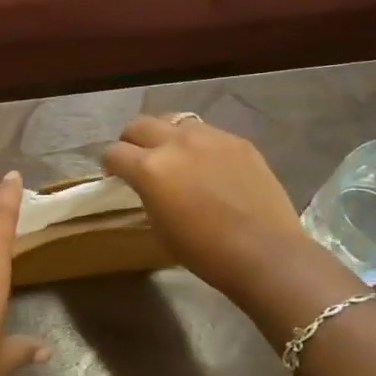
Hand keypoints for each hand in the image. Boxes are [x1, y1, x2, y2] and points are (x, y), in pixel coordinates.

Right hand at [102, 115, 305, 301]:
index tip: (115, 176)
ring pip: (174, 122)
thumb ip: (146, 194)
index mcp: (150, 168)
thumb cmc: (204, 252)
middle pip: (139, 125)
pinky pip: (207, 133)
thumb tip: (146, 185)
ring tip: (174, 158)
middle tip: (138, 160)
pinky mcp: (237, 141)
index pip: (114, 152)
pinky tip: (209, 167)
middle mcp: (176, 143)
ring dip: (165, 136)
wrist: (265, 253)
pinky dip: (198, 145)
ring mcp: (210, 137)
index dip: (110, 165)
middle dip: (131, 141)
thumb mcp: (159, 226)